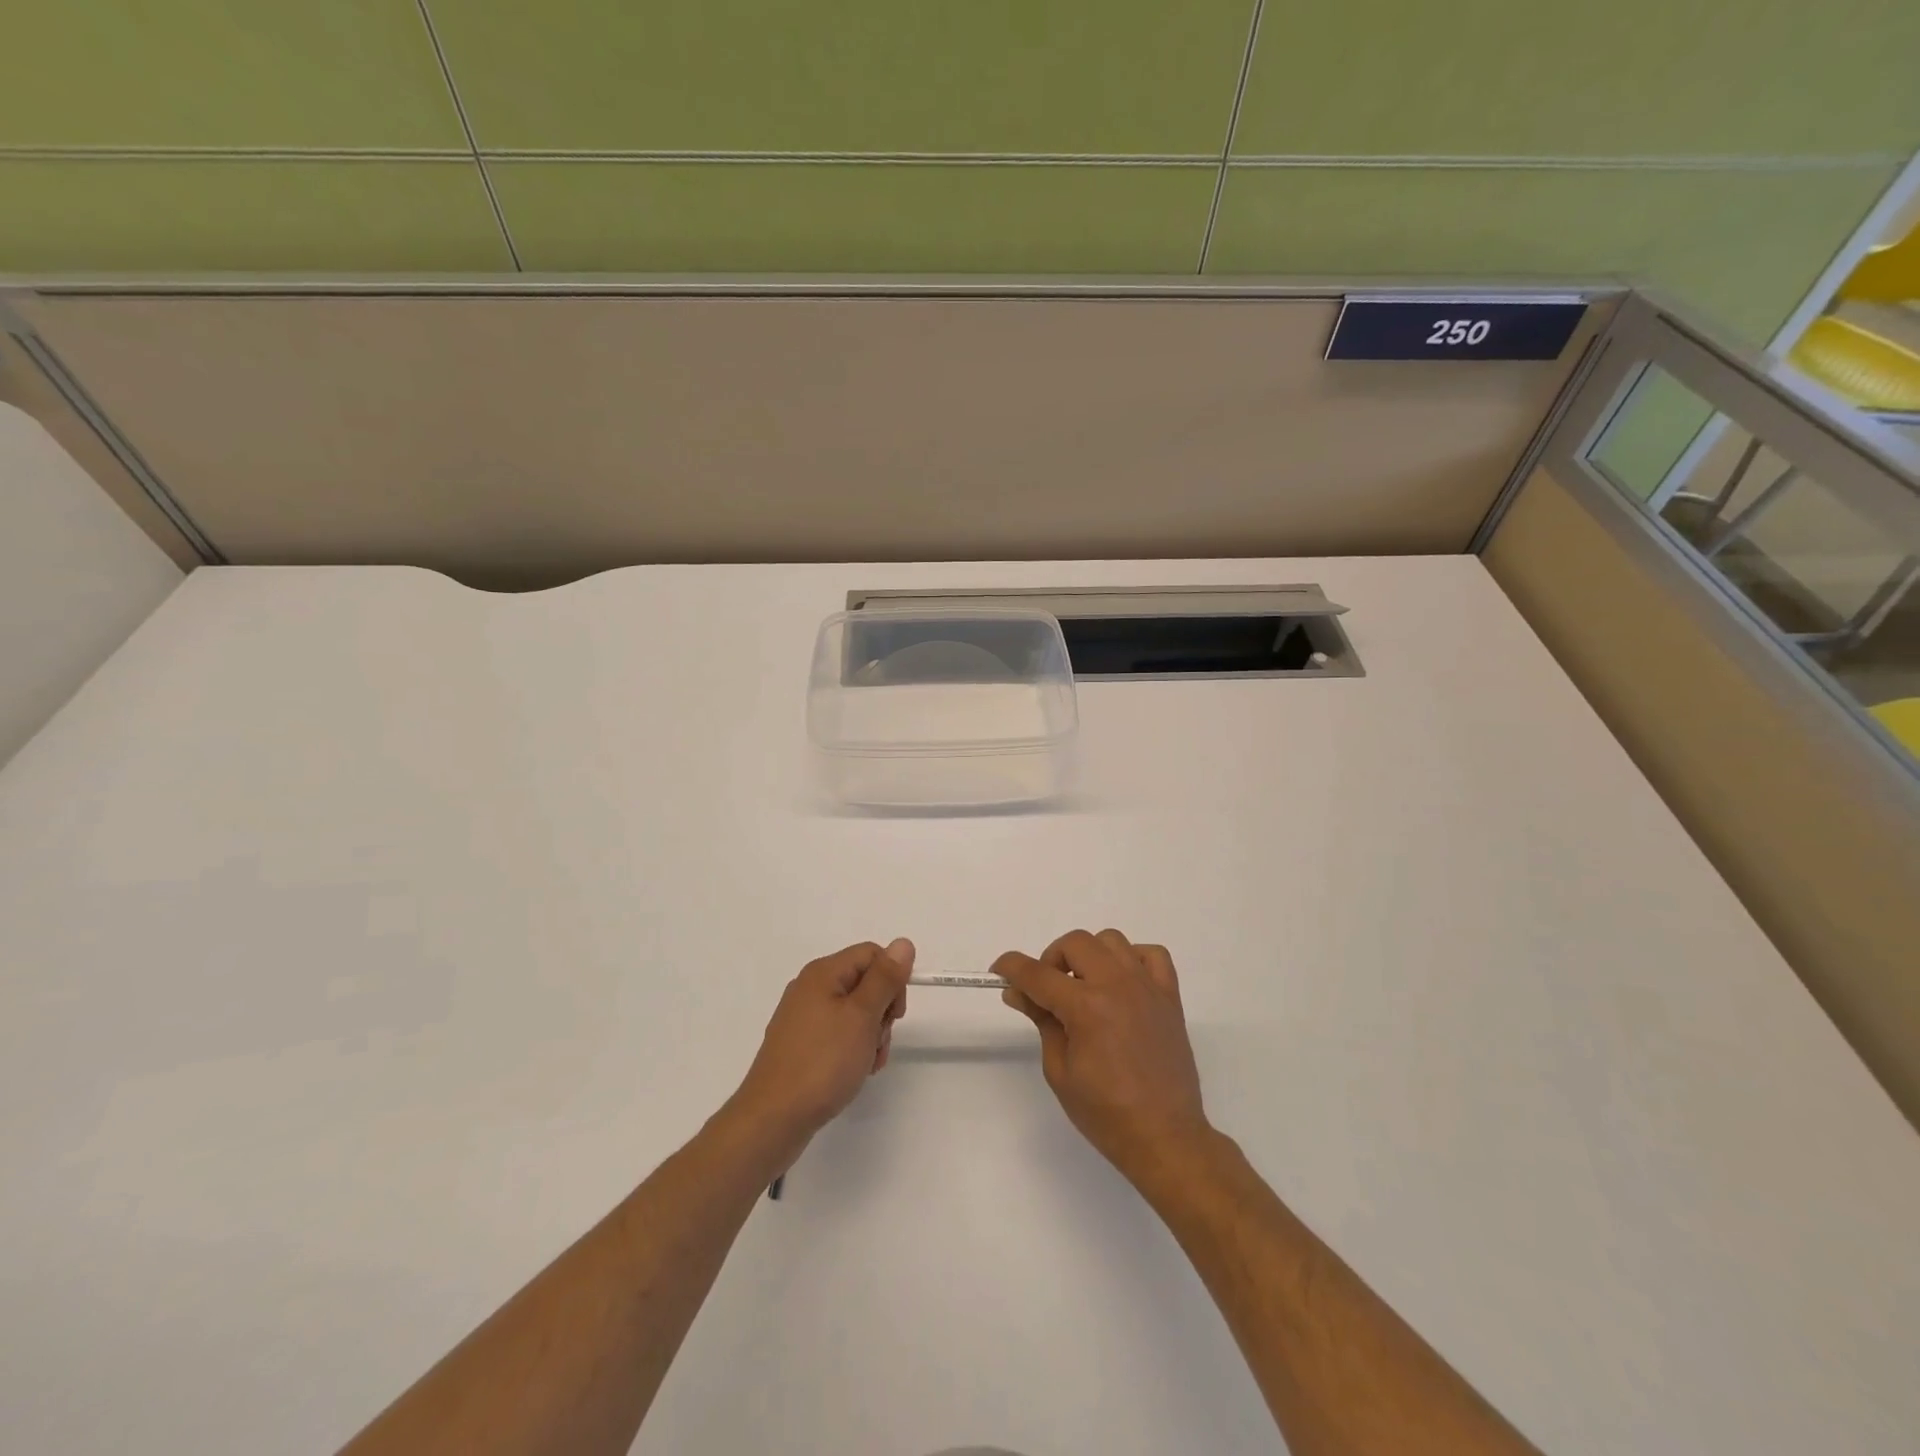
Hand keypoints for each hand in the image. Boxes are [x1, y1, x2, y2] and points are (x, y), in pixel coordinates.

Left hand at [729, 939, 912, 1158]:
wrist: (773, 1119)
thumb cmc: (822, 1063)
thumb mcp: (862, 1017)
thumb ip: (884, 978)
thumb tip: (903, 943)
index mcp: (823, 973)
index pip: (872, 955)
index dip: (892, 979)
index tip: (896, 1014)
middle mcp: (810, 988)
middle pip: (864, 982)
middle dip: (882, 1012)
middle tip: (879, 1042)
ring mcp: (802, 1018)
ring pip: (854, 1012)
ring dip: (871, 1035)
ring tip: (867, 1064)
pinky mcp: (800, 1044)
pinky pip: (838, 1033)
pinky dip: (853, 1048)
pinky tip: (854, 1072)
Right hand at [994, 929, 1210, 1186]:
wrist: (1164, 1137)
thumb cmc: (1105, 1113)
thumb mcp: (1059, 1070)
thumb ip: (1041, 1020)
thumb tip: (1018, 992)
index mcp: (1086, 1007)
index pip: (1037, 973)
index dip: (1011, 967)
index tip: (998, 970)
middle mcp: (1117, 985)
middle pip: (1075, 943)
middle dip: (1052, 960)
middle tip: (1048, 991)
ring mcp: (1147, 987)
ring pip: (1111, 940)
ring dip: (1090, 956)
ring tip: (1085, 987)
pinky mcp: (1169, 996)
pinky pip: (1151, 954)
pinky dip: (1132, 959)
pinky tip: (1122, 983)